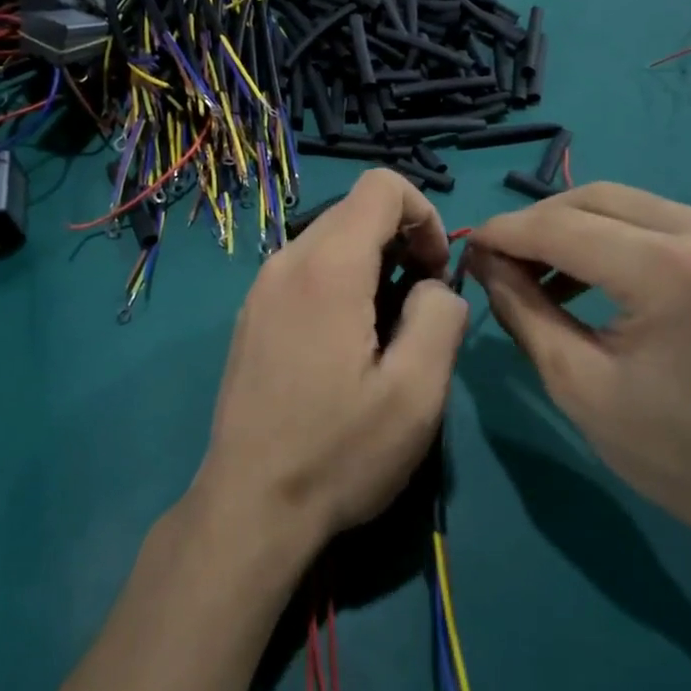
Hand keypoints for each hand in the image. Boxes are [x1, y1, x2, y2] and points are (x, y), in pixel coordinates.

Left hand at [196, 170, 469, 556]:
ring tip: (385, 334)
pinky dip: (340, 284)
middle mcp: (285, 261)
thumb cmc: (339, 452)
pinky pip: (305, 271)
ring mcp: (261, 287)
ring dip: (372, 266)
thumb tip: (434, 286)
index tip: (436, 273)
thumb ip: (441, 316)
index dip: (425, 216)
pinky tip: (345, 347)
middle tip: (418, 310)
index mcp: (326, 267)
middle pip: (355, 211)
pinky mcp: (252, 314)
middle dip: (401, 242)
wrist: (250, 504)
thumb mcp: (416, 393)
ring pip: (330, 240)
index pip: (381, 186)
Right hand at [465, 182, 690, 544]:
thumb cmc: (674, 452)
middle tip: (499, 259)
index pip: (562, 226)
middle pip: (594, 198)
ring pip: (625, 201)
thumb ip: (521, 308)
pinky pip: (658, 218)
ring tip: (538, 270)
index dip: (506, 232)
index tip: (468, 247)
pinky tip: (591, 273)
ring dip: (573, 226)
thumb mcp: (576, 383)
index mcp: (672, 273)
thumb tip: (483, 259)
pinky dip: (613, 235)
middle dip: (536, 223)